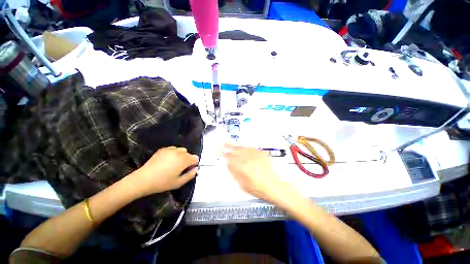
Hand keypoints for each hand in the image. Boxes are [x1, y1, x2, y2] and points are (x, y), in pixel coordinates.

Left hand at [135, 147, 198, 195]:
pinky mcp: (163, 149)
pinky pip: (173, 149)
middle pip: (189, 153)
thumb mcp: (179, 182)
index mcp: (184, 160)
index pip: (195, 158)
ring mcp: (170, 149)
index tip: (188, 170)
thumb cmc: (163, 182)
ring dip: (181, 155)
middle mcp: (179, 152)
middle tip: (180, 168)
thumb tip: (196, 169)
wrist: (143, 179)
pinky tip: (167, 161)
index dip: (193, 164)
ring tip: (174, 163)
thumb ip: (190, 175)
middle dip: (187, 160)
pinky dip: (174, 153)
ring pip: (182, 150)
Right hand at [222, 144, 297, 204]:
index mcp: (241, 166)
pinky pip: (252, 148)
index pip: (229, 158)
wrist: (277, 186)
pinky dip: (246, 147)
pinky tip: (244, 147)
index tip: (218, 151)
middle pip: (235, 150)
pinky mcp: (262, 154)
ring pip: (243, 148)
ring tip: (231, 144)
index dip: (222, 154)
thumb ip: (235, 173)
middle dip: (227, 147)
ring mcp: (255, 155)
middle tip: (222, 144)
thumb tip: (229, 165)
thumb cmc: (259, 189)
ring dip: (236, 146)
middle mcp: (248, 158)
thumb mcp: (243, 185)